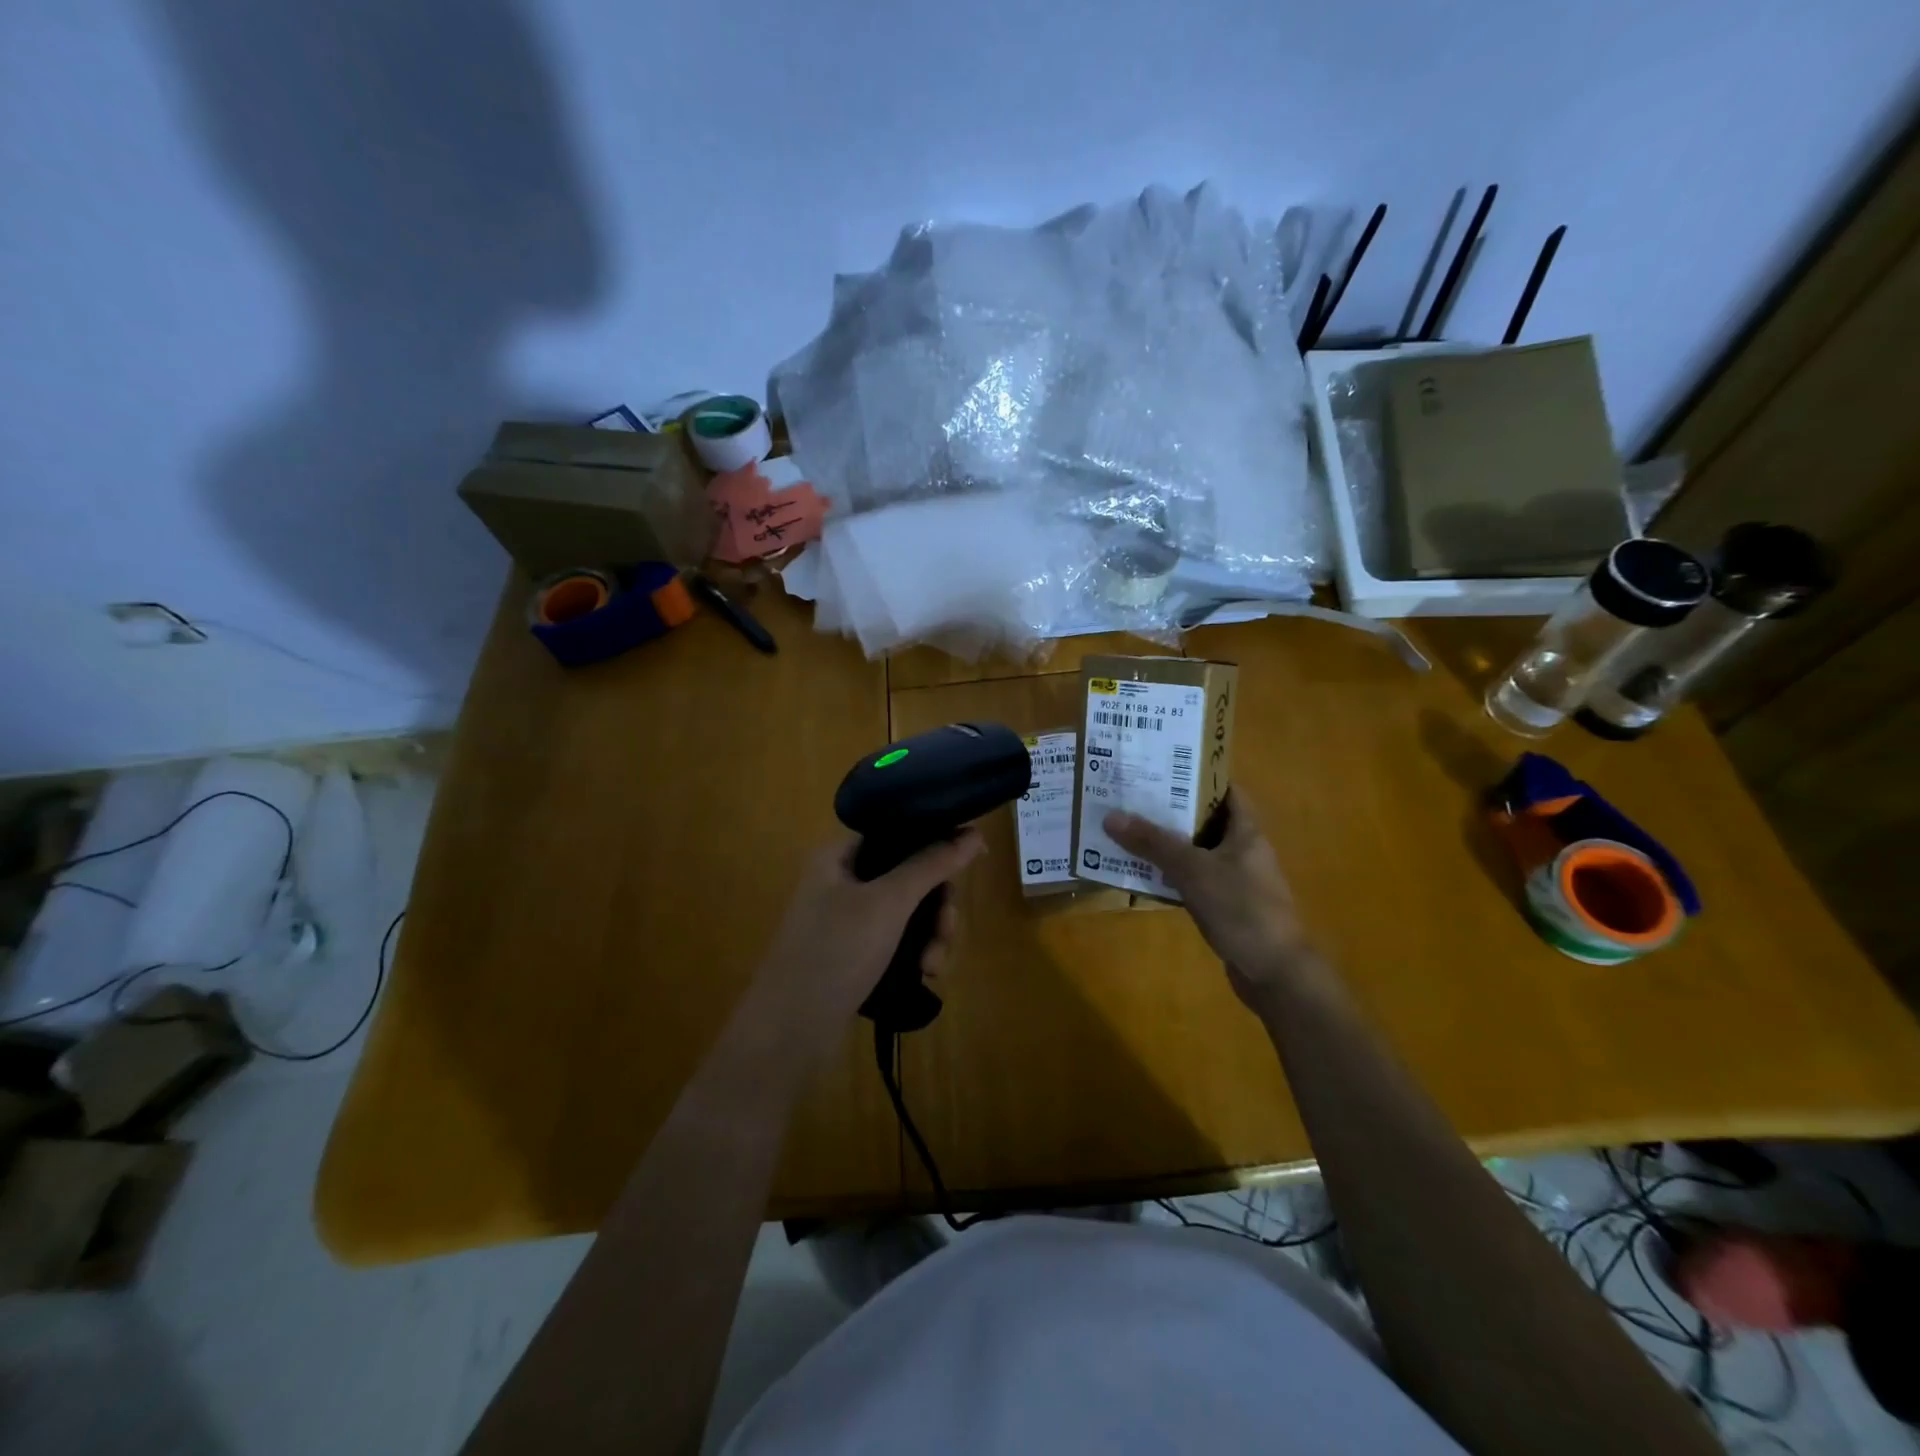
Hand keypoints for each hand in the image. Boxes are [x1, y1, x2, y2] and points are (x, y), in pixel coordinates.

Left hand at [750, 831, 983, 1039]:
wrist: (789, 1032)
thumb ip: (931, 864)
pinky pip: (898, 940)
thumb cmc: (835, 952)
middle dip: (937, 904)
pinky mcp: (855, 953)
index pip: (897, 829)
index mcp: (840, 855)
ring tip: (933, 965)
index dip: (937, 838)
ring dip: (931, 935)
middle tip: (948, 928)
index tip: (973, 856)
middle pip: (909, 873)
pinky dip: (916, 953)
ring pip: (909, 911)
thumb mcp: (888, 903)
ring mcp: (848, 920)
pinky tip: (926, 975)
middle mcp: (843, 881)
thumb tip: (975, 832)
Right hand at [1103, 789, 1323, 1009]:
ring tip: (1128, 831)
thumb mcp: (1193, 870)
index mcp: (1246, 832)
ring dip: (1167, 845)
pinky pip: (1193, 881)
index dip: (1197, 776)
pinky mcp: (1226, 907)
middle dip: (1171, 810)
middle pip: (1205, 820)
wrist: (1275, 972)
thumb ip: (1153, 843)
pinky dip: (1171, 875)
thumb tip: (1111, 816)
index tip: (1162, 767)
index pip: (1225, 791)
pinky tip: (1143, 875)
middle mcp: (1243, 850)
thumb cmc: (1241, 909)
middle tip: (1132, 798)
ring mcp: (1235, 881)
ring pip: (1196, 852)